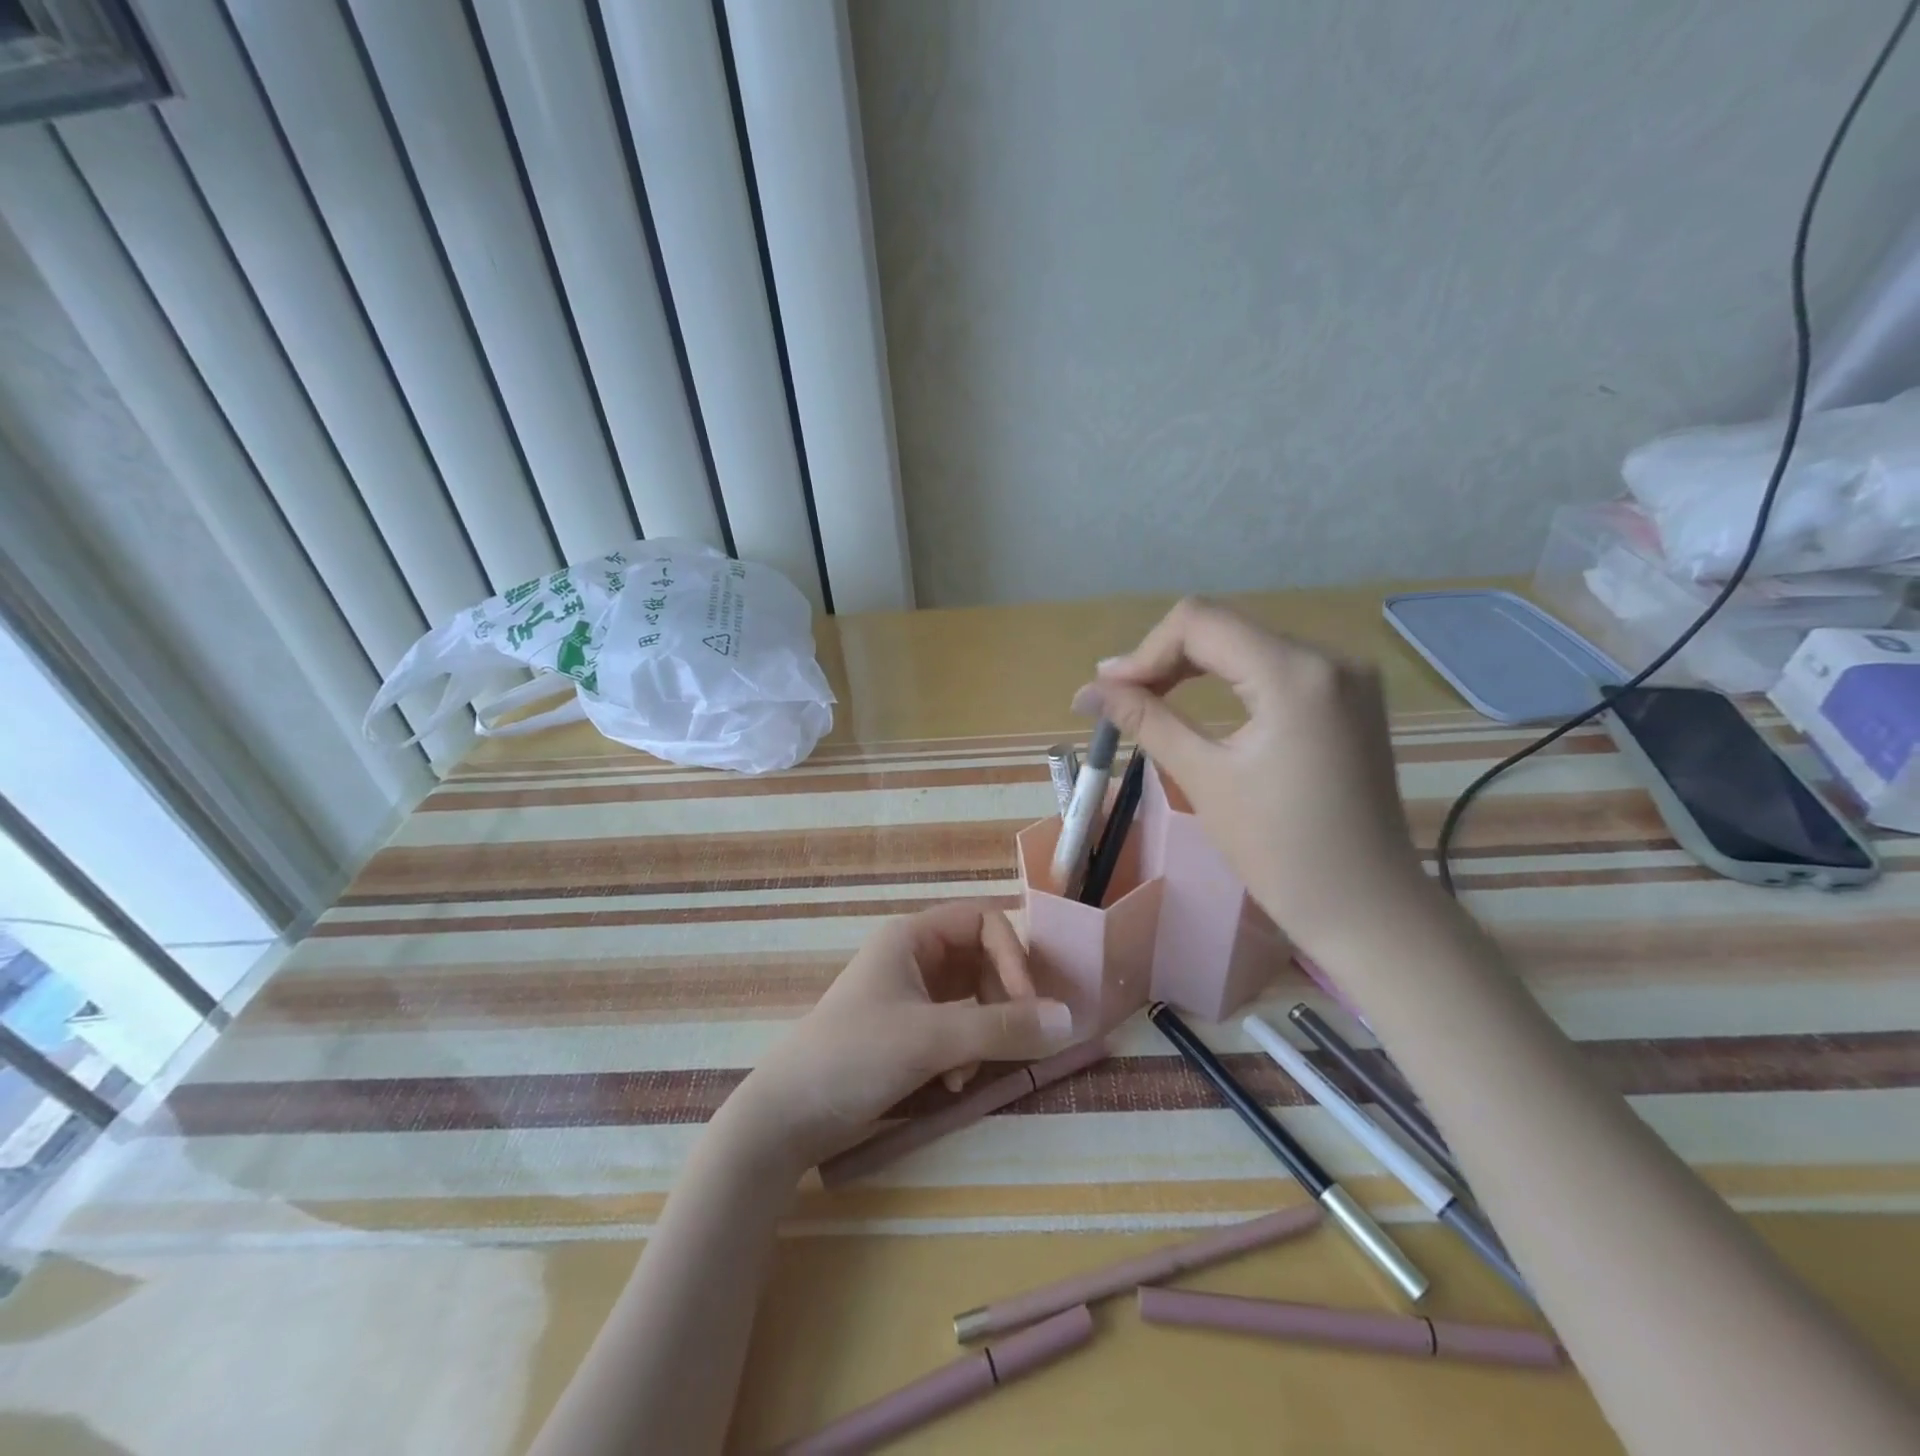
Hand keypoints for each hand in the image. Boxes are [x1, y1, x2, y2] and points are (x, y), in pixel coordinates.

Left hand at [731, 903, 1076, 1171]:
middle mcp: (914, 957)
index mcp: (913, 938)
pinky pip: (957, 1027)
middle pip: (983, 958)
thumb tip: (1069, 1018)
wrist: (787, 1116)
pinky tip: (952, 1084)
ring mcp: (910, 995)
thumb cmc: (854, 1056)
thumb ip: (1001, 1028)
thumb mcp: (931, 1039)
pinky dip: (965, 1051)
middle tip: (1018, 1036)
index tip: (1027, 1003)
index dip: (1012, 955)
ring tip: (972, 1068)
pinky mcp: (908, 1032)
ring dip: (985, 1030)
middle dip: (1003, 997)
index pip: (984, 921)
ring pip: (973, 996)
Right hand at [1072, 597, 1429, 954]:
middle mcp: (1330, 657)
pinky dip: (1230, 679)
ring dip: (1194, 667)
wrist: (1367, 907)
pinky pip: (1275, 666)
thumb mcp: (1205, 778)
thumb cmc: (1281, 851)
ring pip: (1248, 644)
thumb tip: (1087, 690)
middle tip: (1119, 699)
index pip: (1200, 622)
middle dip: (1165, 659)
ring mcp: (1348, 676)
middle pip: (1225, 627)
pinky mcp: (1350, 697)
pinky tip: (1202, 703)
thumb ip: (1146, 720)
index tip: (1108, 692)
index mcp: (1296, 674)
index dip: (1144, 652)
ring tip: (1149, 700)